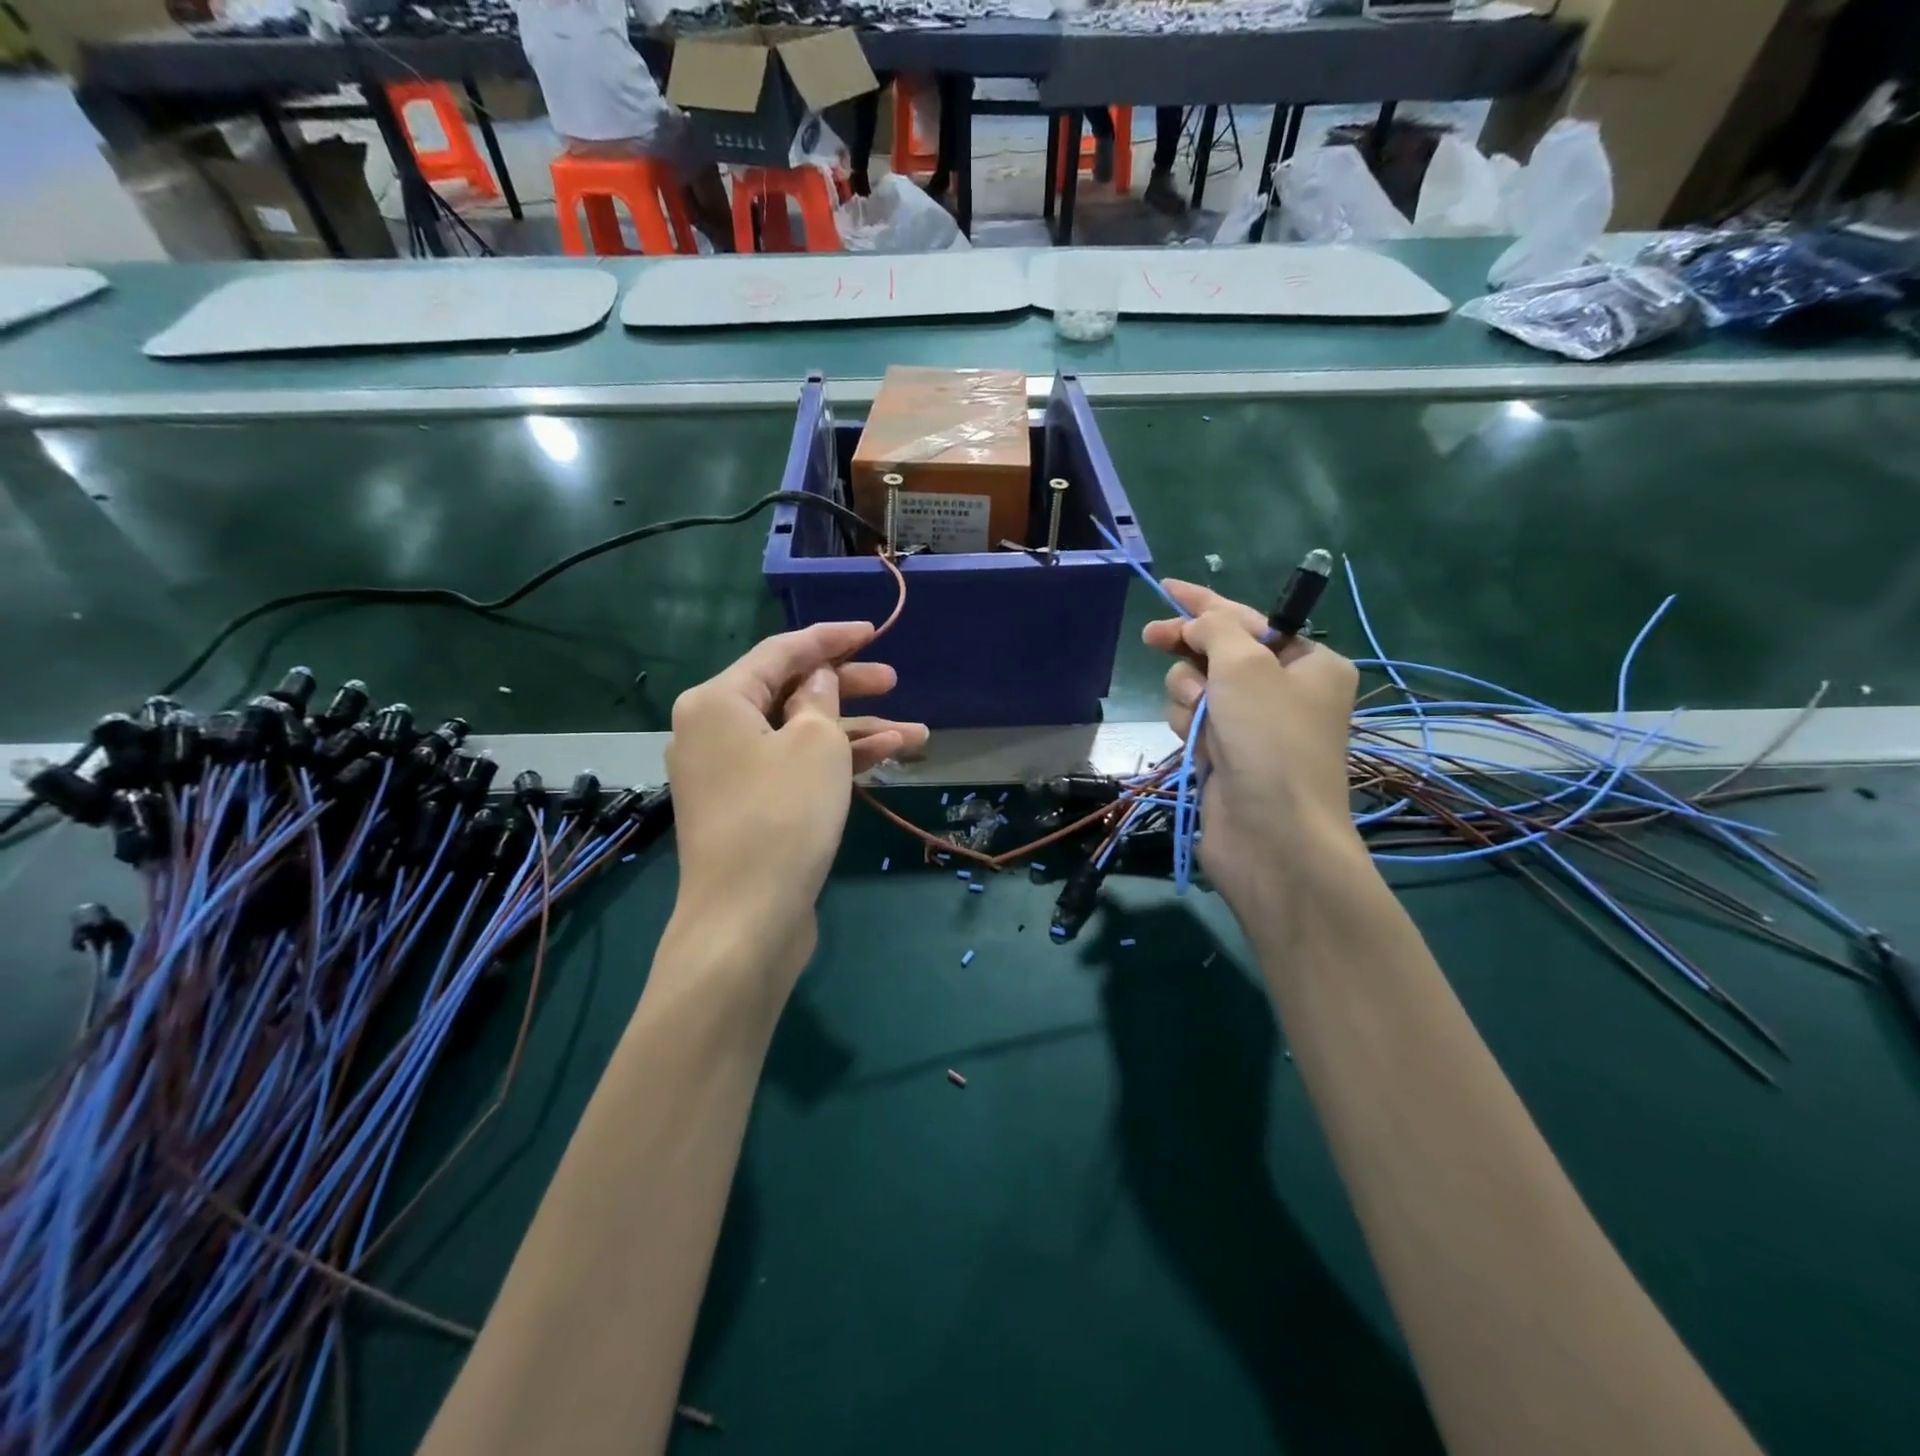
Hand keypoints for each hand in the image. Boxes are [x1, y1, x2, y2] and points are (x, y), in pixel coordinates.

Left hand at [665, 622, 928, 985]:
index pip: (781, 652)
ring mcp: (728, 773)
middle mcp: (713, 730)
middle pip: (789, 693)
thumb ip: (821, 698)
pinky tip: (886, 758)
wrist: (747, 919)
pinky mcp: (747, 808)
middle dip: (847, 687)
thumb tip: (817, 680)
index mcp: (717, 701)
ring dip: (854, 733)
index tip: (872, 630)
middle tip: (893, 680)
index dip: (830, 638)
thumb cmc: (783, 815)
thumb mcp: (815, 742)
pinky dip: (834, 762)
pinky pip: (793, 768)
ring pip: (799, 736)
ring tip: (916, 735)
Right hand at [1141, 581, 1359, 914]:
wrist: (1272, 835)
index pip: (1249, 620)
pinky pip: (1194, 720)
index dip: (1205, 603)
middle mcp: (1284, 691)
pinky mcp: (1226, 755)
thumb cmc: (1270, 740)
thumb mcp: (1245, 667)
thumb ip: (1216, 631)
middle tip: (1151, 638)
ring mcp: (1252, 726)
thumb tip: (1195, 625)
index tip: (1168, 588)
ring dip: (1190, 696)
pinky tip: (1197, 746)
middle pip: (1220, 653)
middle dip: (1191, 653)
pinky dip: (1189, 726)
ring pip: (1199, 688)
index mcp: (1309, 663)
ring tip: (1202, 720)